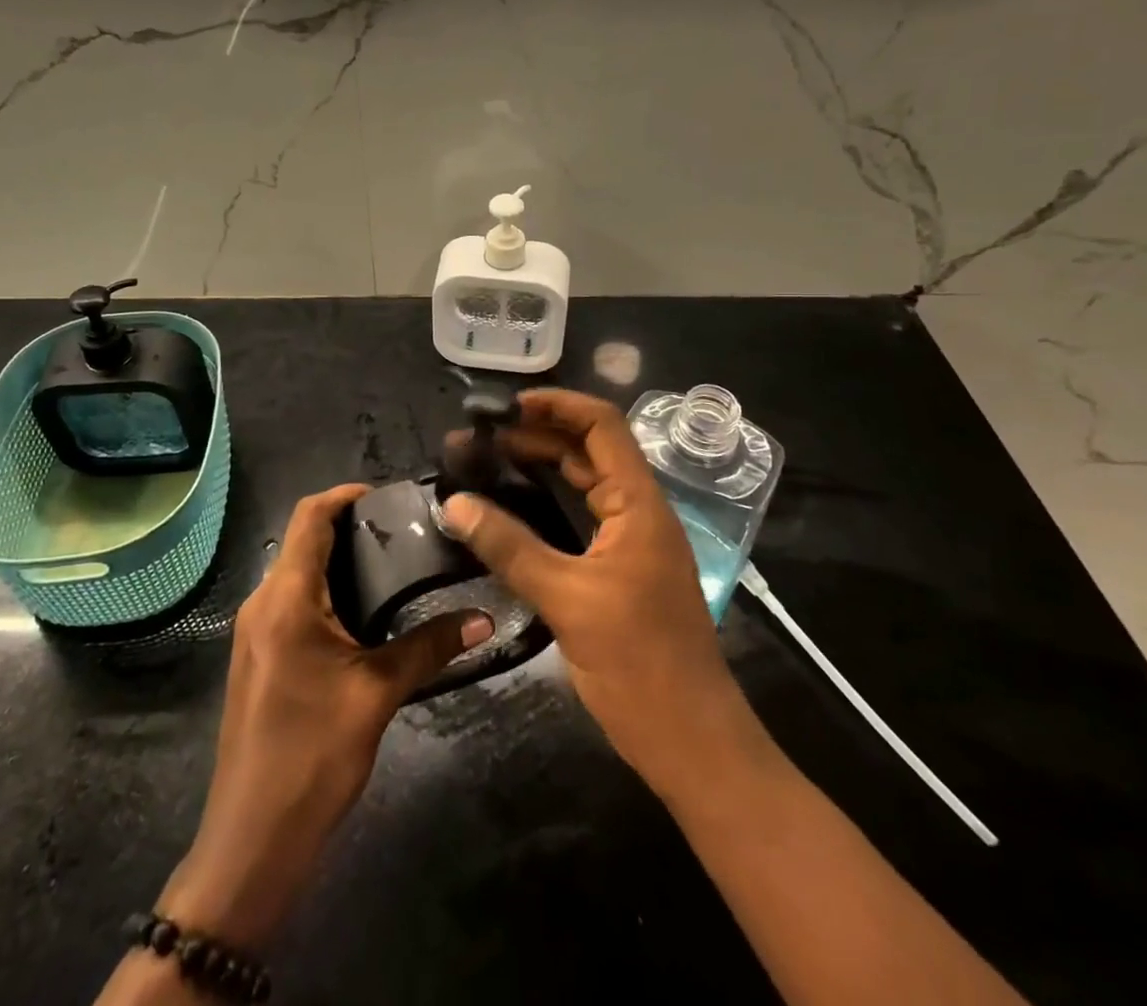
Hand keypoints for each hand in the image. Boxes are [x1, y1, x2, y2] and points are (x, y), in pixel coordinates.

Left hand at [159, 484, 492, 948]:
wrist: (252, 840)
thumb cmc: (312, 756)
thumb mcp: (377, 694)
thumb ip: (429, 648)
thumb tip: (482, 618)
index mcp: (284, 598)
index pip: (308, 517)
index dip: (344, 494)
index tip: (388, 495)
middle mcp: (262, 603)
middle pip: (302, 540)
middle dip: (348, 527)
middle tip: (404, 531)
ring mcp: (255, 632)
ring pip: (296, 572)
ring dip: (338, 561)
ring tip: (393, 565)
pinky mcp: (259, 657)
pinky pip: (292, 602)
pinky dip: (326, 591)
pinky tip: (364, 612)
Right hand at [442, 390, 749, 791]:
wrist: (692, 742)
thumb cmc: (639, 665)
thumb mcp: (567, 600)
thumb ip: (509, 547)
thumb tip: (453, 503)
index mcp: (640, 504)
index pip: (602, 425)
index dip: (557, 405)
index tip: (505, 407)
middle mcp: (640, 511)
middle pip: (589, 450)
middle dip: (537, 435)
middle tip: (480, 439)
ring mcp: (632, 541)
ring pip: (585, 484)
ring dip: (541, 467)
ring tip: (487, 463)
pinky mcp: (622, 570)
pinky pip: (582, 518)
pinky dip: (548, 504)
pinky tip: (513, 511)